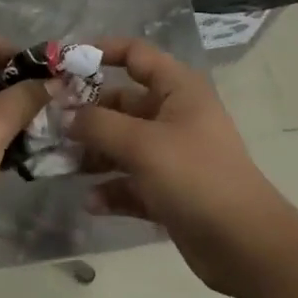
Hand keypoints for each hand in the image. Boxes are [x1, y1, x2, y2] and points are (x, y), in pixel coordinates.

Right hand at [70, 37, 294, 294]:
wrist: (246, 246)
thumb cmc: (195, 177)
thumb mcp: (142, 144)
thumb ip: (98, 125)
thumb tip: (66, 115)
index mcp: (177, 89)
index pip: (135, 54)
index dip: (101, 51)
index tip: (64, 63)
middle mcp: (174, 115)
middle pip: (122, 102)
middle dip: (87, 114)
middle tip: (51, 126)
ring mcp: (172, 154)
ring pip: (123, 144)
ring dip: (93, 154)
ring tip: (61, 166)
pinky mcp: (169, 190)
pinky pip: (131, 181)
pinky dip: (112, 189)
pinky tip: (91, 202)